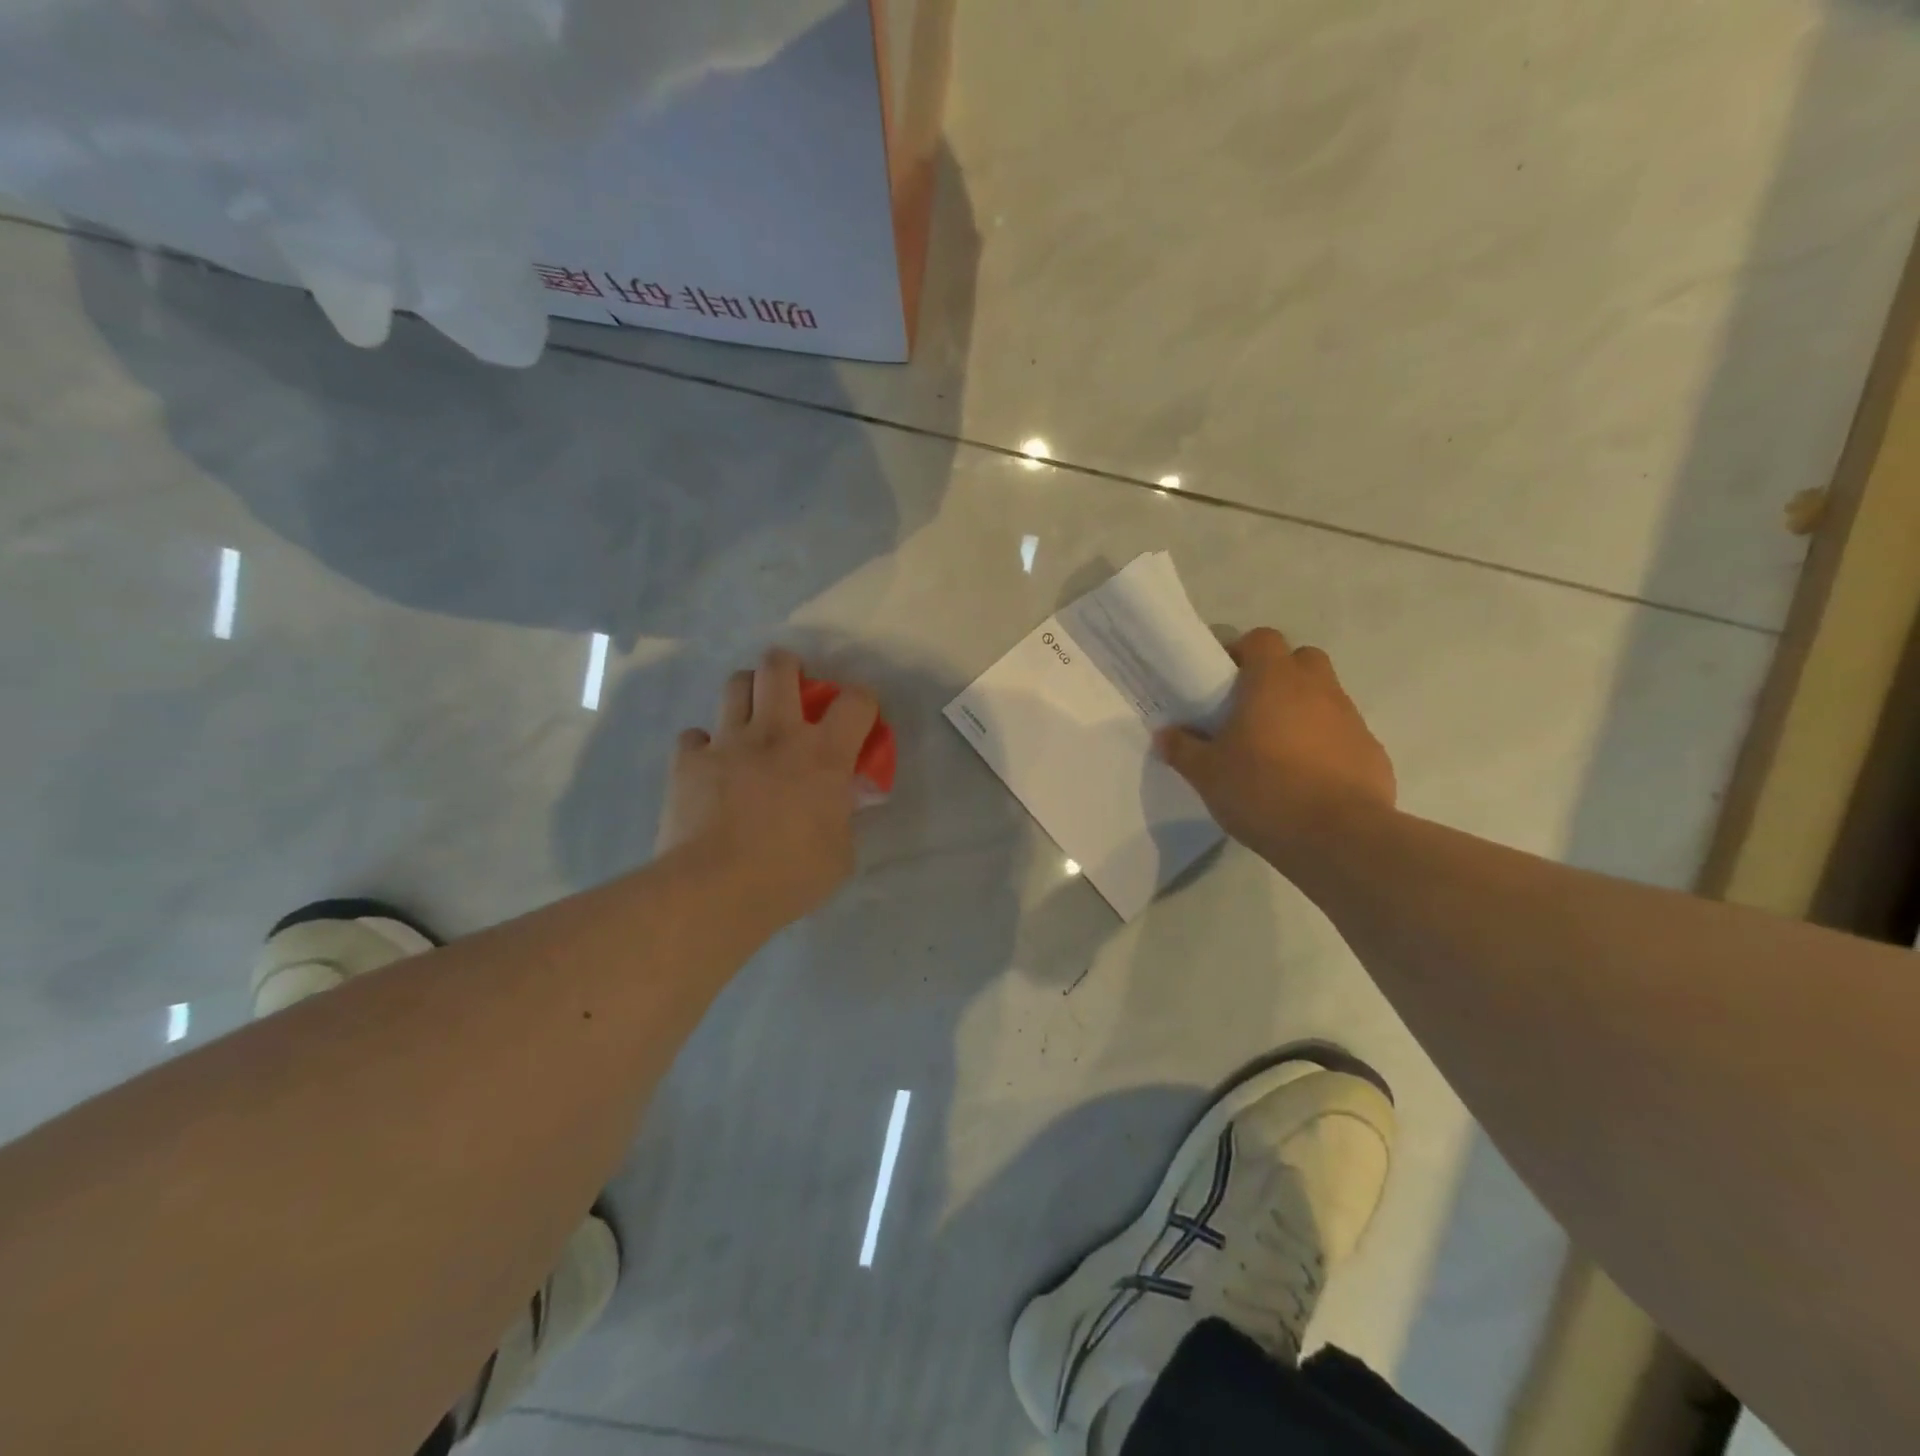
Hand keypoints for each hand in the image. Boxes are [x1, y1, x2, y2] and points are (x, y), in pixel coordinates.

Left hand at [657, 649, 879, 928]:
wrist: (714, 889)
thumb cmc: (789, 876)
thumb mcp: (840, 853)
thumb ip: (843, 818)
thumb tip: (838, 805)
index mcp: (824, 755)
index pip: (856, 701)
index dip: (863, 701)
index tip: (859, 717)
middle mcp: (777, 734)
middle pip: (779, 667)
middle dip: (789, 666)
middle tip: (792, 688)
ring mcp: (728, 742)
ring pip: (736, 685)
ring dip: (748, 693)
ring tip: (751, 716)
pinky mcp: (688, 761)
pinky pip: (694, 736)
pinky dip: (704, 745)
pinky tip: (710, 765)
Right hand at [1157, 628, 1395, 864]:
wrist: (1337, 838)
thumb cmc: (1263, 791)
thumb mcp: (1207, 774)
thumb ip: (1183, 749)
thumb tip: (1166, 734)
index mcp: (1275, 681)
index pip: (1262, 638)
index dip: (1242, 652)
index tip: (1224, 680)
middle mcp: (1318, 689)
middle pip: (1300, 659)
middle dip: (1278, 675)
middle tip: (1251, 709)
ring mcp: (1351, 719)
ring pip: (1324, 697)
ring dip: (1302, 711)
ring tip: (1276, 750)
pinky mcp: (1371, 751)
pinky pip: (1342, 735)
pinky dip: (1325, 745)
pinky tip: (1307, 779)